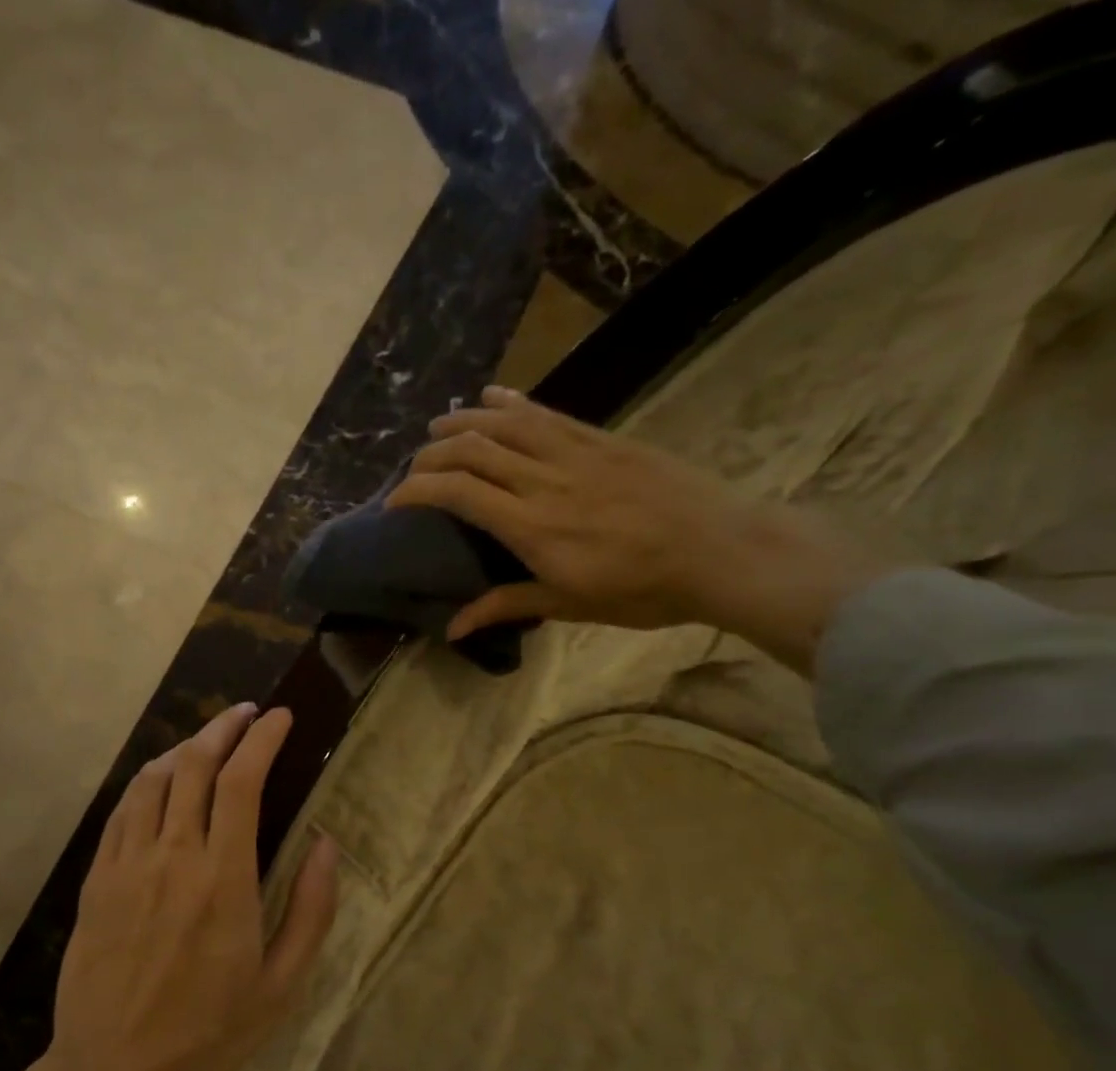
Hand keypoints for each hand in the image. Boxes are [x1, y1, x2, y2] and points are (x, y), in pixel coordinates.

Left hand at [0, 703, 338, 1070]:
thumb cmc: (208, 1034)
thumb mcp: (282, 985)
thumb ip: (311, 909)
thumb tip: (327, 845)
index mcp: (223, 879)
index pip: (242, 782)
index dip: (263, 740)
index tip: (281, 719)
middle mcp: (172, 856)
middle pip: (193, 766)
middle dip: (223, 728)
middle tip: (247, 714)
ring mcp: (127, 864)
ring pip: (152, 780)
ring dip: (184, 748)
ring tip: (208, 740)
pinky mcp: (97, 879)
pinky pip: (121, 811)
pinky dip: (146, 782)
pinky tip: (160, 780)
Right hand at [388, 387, 887, 673]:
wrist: (720, 551)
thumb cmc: (642, 590)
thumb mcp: (568, 605)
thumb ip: (506, 605)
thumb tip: (452, 628)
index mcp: (532, 526)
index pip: (458, 493)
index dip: (417, 491)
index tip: (395, 502)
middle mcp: (544, 480)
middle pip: (473, 450)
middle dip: (431, 454)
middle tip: (412, 468)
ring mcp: (575, 453)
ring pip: (506, 423)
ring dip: (464, 420)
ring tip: (437, 426)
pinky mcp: (602, 439)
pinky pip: (548, 413)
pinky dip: (514, 403)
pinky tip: (493, 397)